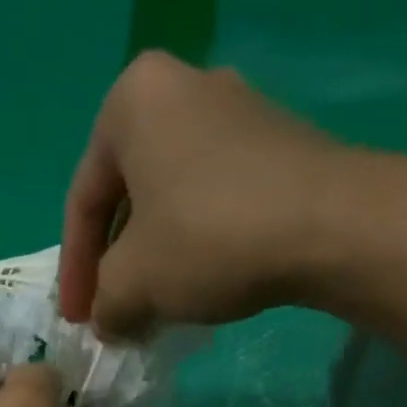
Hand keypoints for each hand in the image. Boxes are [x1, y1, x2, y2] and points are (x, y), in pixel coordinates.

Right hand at [58, 50, 350, 338]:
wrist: (331, 225)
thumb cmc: (209, 238)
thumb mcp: (134, 283)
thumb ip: (104, 303)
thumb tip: (107, 320)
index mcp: (132, 101)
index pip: (83, 200)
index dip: (75, 271)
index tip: (78, 320)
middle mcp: (182, 86)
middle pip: (128, 195)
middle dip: (117, 262)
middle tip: (114, 311)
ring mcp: (237, 109)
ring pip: (171, 198)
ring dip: (156, 257)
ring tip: (155, 306)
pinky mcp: (277, 142)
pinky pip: (213, 197)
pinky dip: (196, 242)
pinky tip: (200, 283)